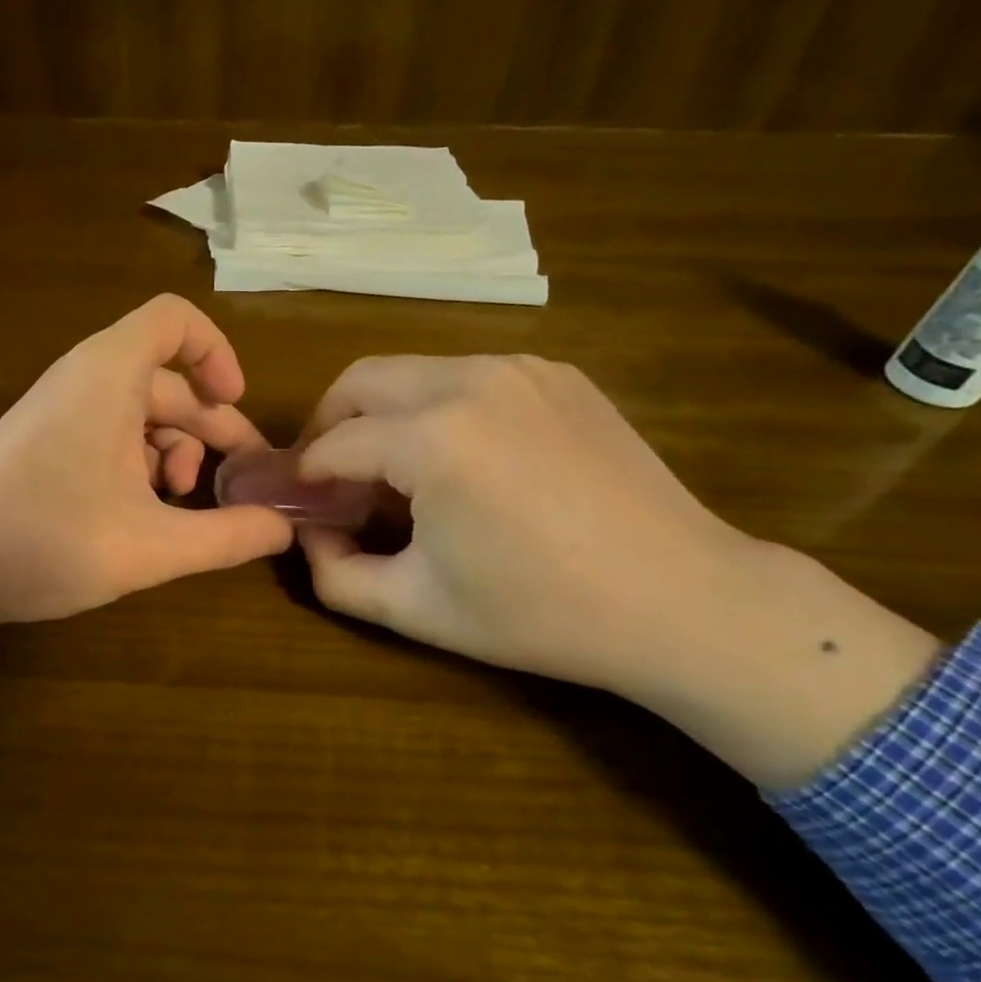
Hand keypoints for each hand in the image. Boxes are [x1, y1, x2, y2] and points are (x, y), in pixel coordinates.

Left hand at [0, 295, 293, 677]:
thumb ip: (227, 536)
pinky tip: (142, 514)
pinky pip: (109, 433)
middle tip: (243, 482)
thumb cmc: (46, 539)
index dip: (217, 353)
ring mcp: (61, 410)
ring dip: (174, 452)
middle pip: (168, 379)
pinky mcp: (45, 441)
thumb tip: (284, 530)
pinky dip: (138, 464)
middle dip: (211, 428)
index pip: (175, 319)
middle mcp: (85, 378)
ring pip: (140, 412)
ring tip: (181, 504)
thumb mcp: (151, 545)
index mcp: (110, 374)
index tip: (236, 405)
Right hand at [297, 355, 940, 786]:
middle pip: (359, 380)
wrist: (682, 600)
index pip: (332, 444)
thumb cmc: (540, 612)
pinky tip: (460, 460)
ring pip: (411, 371)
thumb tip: (307, 533)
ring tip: (395, 472)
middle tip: (331, 479)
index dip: (303, 478)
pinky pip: (466, 376)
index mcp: (431, 436)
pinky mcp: (555, 374)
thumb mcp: (415, 607)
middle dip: (328, 425)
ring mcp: (519, 369)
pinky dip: (437, 408)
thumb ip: (333, 571)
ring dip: (382, 414)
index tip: (298, 507)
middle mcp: (468, 380)